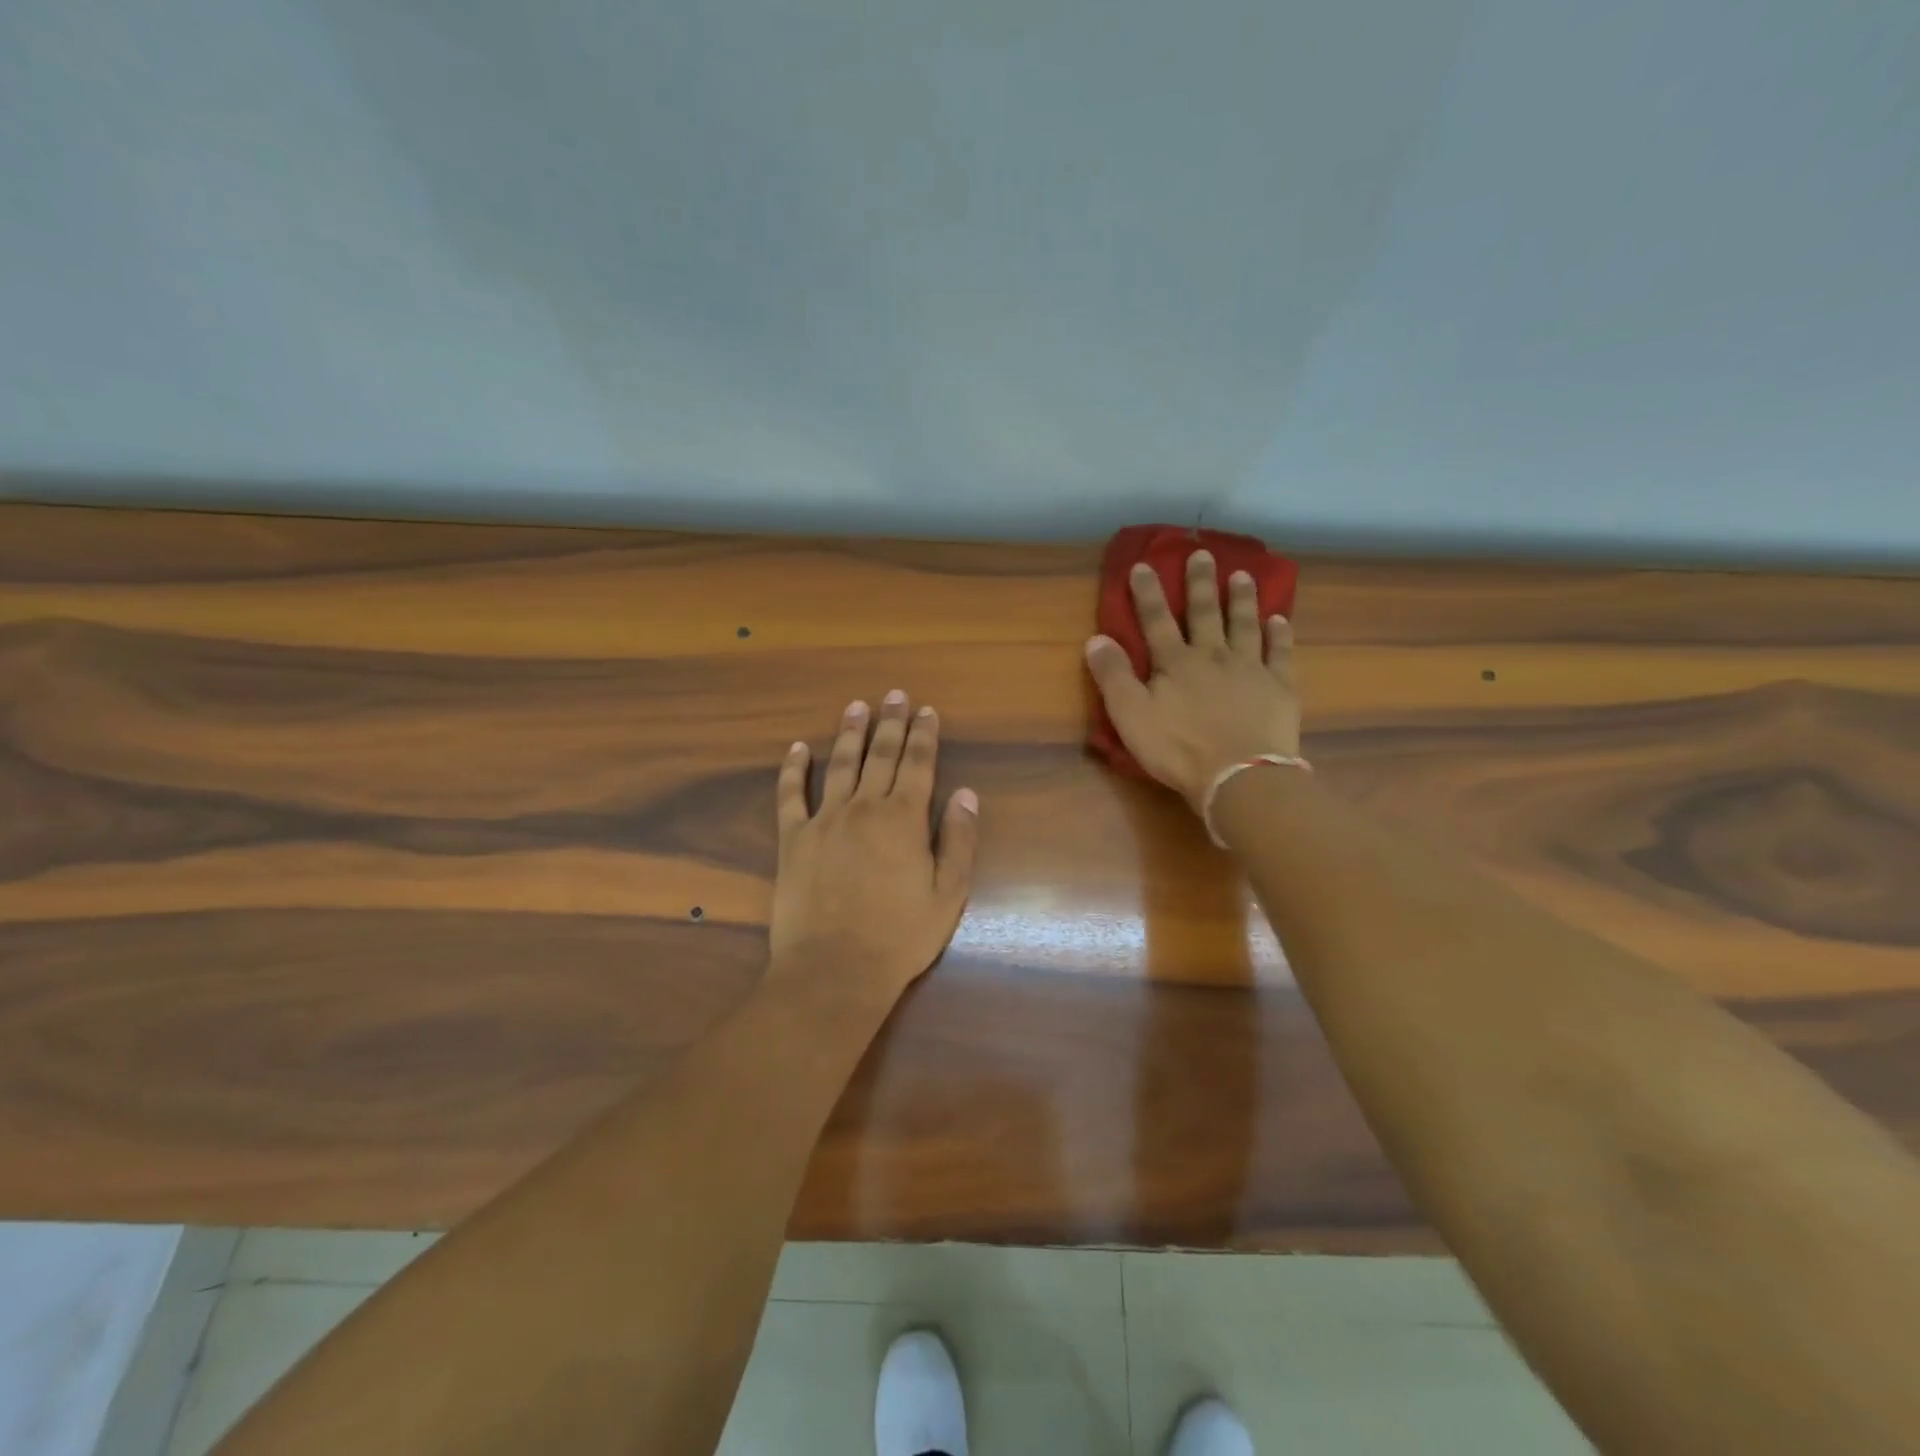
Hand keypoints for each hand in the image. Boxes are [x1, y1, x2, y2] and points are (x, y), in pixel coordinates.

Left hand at [768, 692, 979, 1005]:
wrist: (834, 969)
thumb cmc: (900, 937)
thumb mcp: (948, 894)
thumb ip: (959, 841)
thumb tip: (966, 795)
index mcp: (904, 819)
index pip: (918, 764)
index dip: (924, 735)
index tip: (927, 710)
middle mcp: (864, 808)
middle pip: (880, 756)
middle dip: (891, 723)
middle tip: (894, 695)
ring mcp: (824, 820)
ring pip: (839, 765)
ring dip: (849, 733)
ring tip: (856, 707)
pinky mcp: (793, 839)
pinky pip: (790, 796)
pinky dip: (792, 770)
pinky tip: (796, 749)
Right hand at [1085, 549, 1300, 811]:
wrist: (1239, 776)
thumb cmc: (1179, 749)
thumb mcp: (1131, 716)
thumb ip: (1113, 676)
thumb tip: (1096, 638)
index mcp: (1175, 663)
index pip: (1156, 620)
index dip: (1148, 593)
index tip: (1143, 565)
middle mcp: (1213, 656)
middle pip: (1205, 613)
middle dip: (1200, 583)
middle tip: (1203, 553)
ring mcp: (1250, 669)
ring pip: (1245, 624)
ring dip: (1242, 599)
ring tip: (1243, 575)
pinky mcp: (1279, 687)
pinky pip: (1279, 653)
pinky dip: (1279, 634)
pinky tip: (1280, 619)